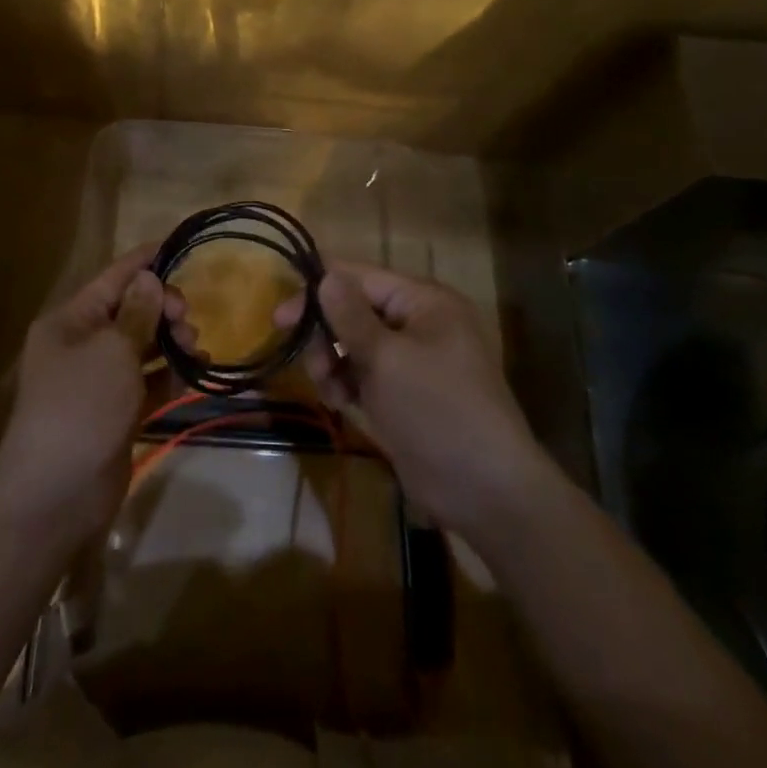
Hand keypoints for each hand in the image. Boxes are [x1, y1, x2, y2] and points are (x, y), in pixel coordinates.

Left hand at [0, 245, 188, 543]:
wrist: (56, 494)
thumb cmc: (81, 406)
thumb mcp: (112, 350)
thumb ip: (137, 313)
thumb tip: (149, 278)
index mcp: (71, 321)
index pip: (112, 278)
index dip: (144, 260)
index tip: (177, 244)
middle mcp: (82, 345)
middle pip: (130, 311)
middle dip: (162, 307)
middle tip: (187, 318)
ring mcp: (99, 381)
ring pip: (142, 346)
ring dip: (170, 341)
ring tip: (196, 347)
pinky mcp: (116, 413)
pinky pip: (147, 382)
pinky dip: (169, 375)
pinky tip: (195, 371)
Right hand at [277, 262, 547, 551]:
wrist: (486, 492)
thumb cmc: (436, 411)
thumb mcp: (387, 359)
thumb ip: (350, 315)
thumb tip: (325, 275)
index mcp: (424, 301)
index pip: (361, 277)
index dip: (319, 290)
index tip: (280, 318)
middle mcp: (419, 322)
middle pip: (355, 310)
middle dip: (328, 335)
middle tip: (314, 366)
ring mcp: (413, 359)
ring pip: (355, 344)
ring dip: (334, 363)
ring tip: (331, 392)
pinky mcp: (405, 393)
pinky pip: (365, 373)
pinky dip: (347, 384)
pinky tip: (342, 405)